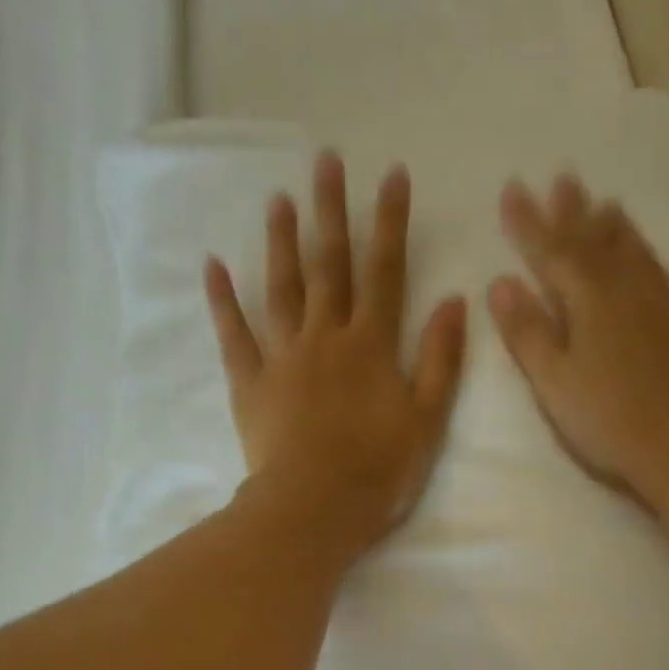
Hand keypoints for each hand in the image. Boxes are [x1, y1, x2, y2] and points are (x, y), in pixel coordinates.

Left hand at [205, 152, 468, 559]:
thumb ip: (441, 360)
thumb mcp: (426, 420)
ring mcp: (283, 359)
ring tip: (279, 199)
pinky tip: (214, 266)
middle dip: (331, 211)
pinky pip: (235, 336)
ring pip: (282, 290)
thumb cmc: (378, 472)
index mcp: (371, 347)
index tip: (392, 175)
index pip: (385, 273)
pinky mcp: (251, 385)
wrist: (315, 509)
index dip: (390, 223)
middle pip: (330, 267)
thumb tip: (454, 301)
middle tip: (325, 160)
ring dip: (282, 243)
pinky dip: (223, 301)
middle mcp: (326, 338)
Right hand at [489, 175, 668, 508]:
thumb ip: (527, 332)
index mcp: (590, 302)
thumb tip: (500, 282)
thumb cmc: (606, 420)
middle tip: (562, 177)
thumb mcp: (553, 381)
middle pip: (598, 245)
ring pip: (642, 258)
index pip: (552, 253)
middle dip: (575, 213)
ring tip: (610, 204)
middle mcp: (631, 293)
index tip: (512, 188)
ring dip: (622, 230)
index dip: (529, 223)